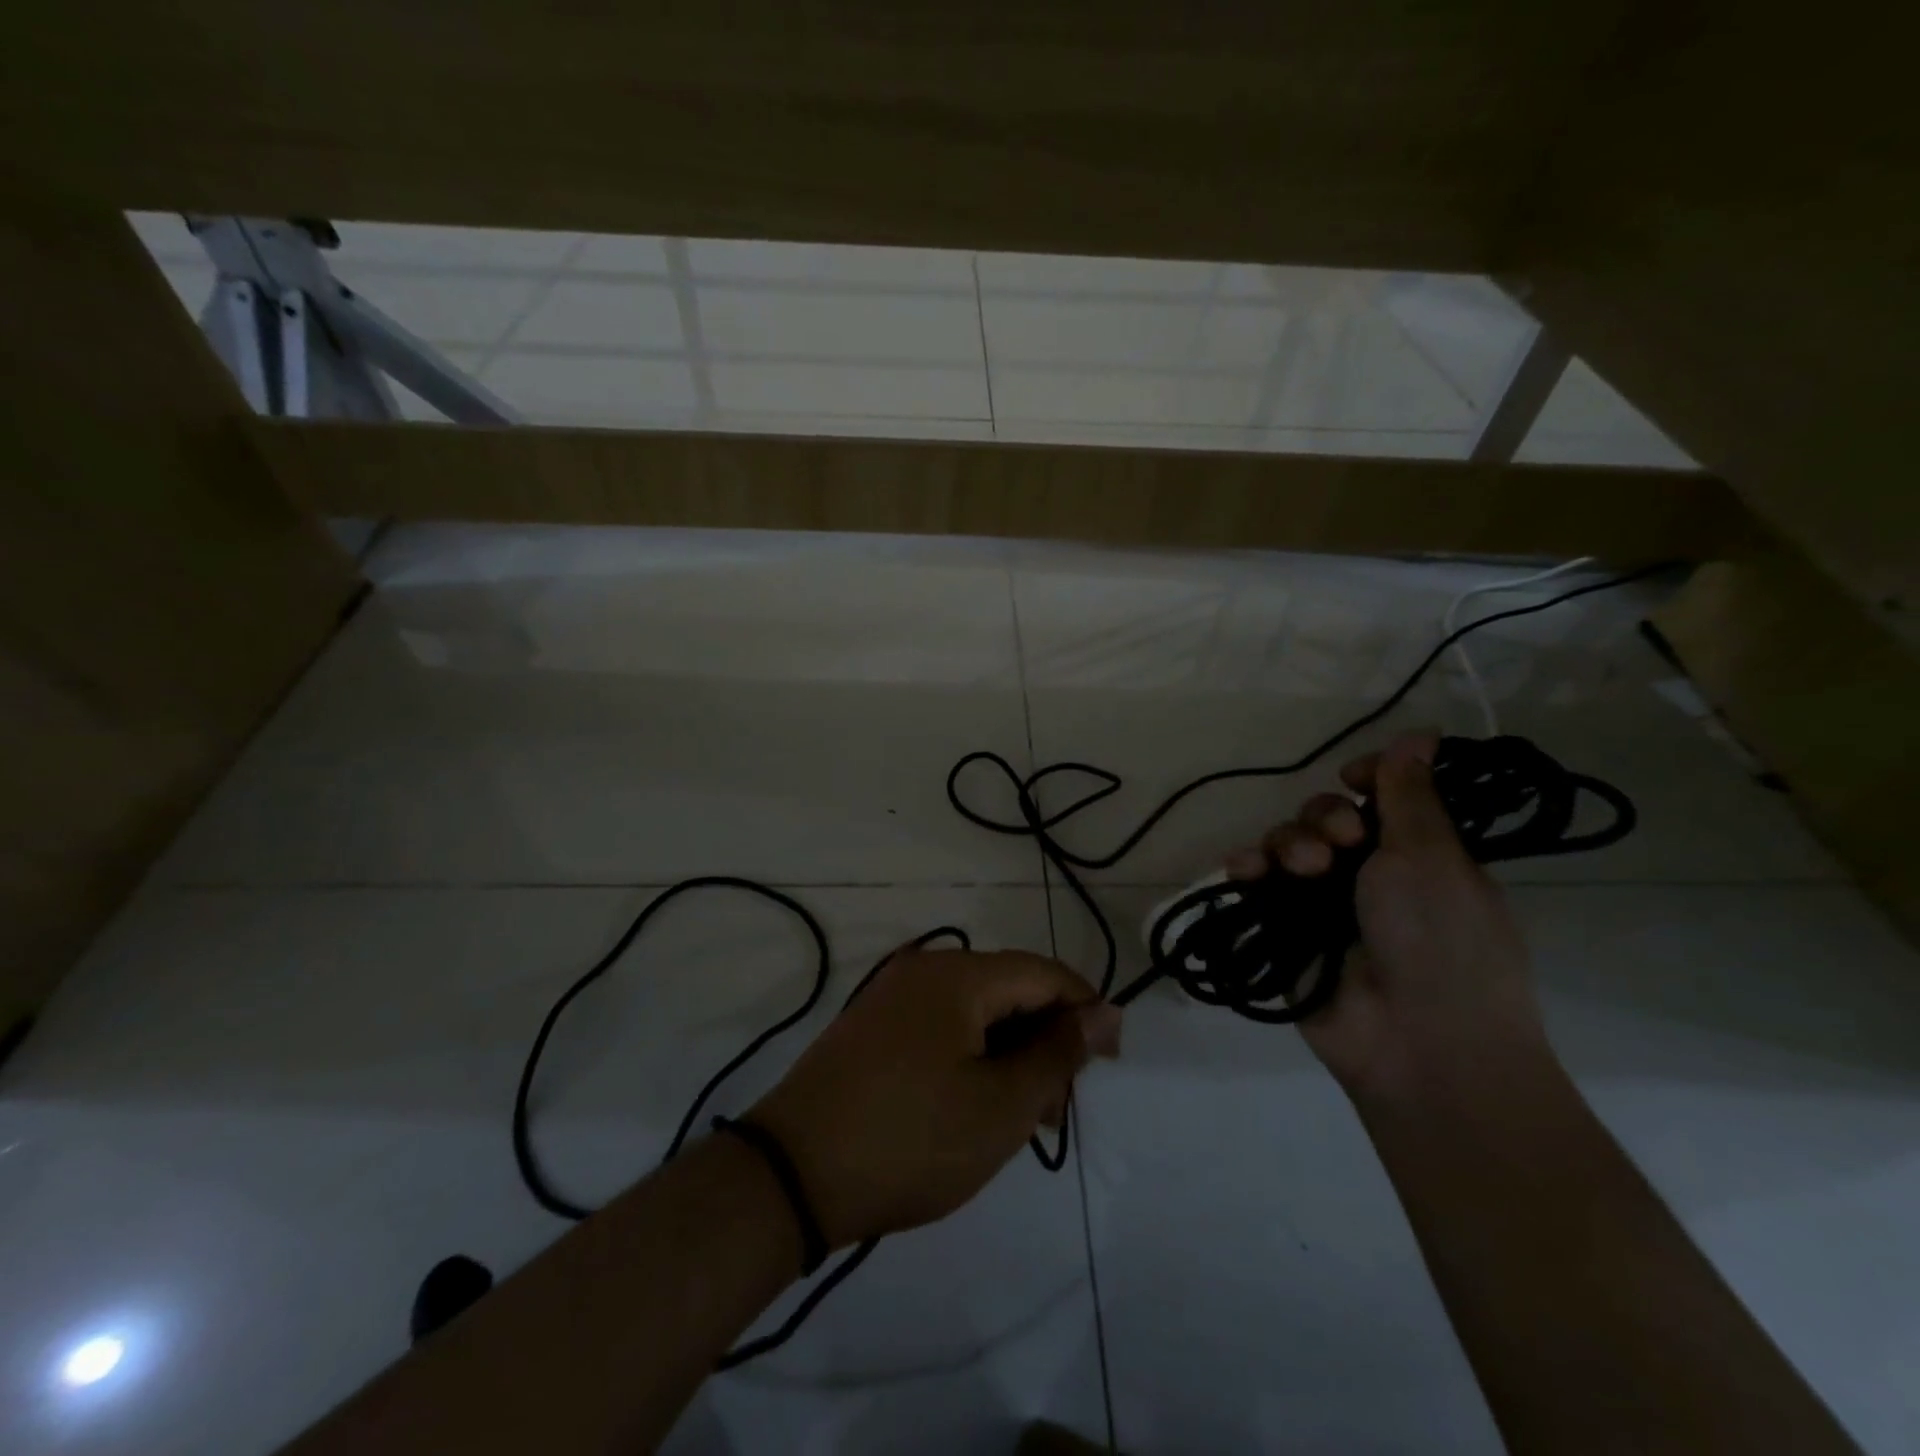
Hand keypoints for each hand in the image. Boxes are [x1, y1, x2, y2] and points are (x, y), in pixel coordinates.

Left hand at [749, 949, 1121, 1248]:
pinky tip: (974, 1104)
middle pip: (1008, 990)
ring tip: (1021, 1117)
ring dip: (1008, 1054)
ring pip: (975, 1012)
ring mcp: (892, 997)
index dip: (1084, 1011)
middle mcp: (924, 970)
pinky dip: (971, 1057)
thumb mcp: (1001, 1105)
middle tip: (1057, 1107)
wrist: (791, 1175)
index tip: (1109, 1062)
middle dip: (1043, 1041)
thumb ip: (1059, 1054)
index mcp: (958, 974)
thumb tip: (1104, 1012)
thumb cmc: (911, 1139)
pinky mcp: (872, 1027)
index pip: (1043, 973)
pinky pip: (941, 1027)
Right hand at [1225, 732, 1547, 1101]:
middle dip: (1325, 816)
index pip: (1380, 796)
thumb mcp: (1432, 856)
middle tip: (1341, 840)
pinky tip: (1245, 869)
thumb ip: (1411, 795)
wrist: (1418, 1042)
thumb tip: (1420, 735)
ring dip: (1288, 842)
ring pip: (1287, 843)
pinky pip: (1256, 883)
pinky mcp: (1283, 928)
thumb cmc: (1442, 940)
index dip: (1366, 778)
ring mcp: (1323, 903)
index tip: (1357, 777)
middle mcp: (1369, 873)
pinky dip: (1247, 867)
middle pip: (1326, 815)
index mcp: (1417, 854)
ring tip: (1303, 868)